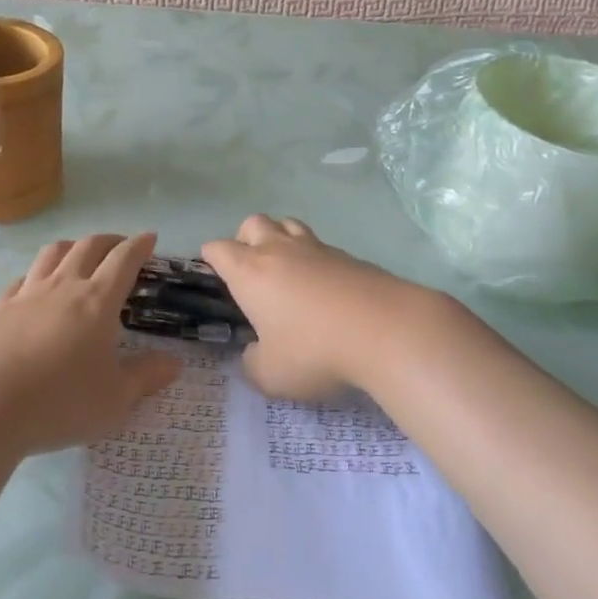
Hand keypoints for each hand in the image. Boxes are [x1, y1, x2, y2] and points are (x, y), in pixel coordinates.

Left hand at [0, 233, 180, 456]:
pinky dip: (38, 274)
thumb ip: (145, 377)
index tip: (150, 238)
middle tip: (120, 246)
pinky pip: (23, 278)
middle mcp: (63, 286)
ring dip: (73, 246)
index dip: (140, 245)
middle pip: (88, 246)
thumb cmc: (60, 402)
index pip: (124, 259)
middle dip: (109, 240)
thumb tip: (174, 362)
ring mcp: (27, 294)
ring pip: (53, 253)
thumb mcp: (114, 399)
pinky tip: (36, 287)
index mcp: (97, 301)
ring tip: (80, 254)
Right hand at [201, 215, 465, 400]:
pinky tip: (325, 287)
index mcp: (249, 272)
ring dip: (281, 239)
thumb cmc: (315, 351)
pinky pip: (321, 246)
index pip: (218, 248)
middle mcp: (278, 251)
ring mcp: (316, 249)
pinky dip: (315, 258)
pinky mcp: (349, 256)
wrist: (386, 330)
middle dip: (245, 239)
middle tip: (251, 270)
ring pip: (289, 224)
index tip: (214, 275)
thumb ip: (252, 364)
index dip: (211, 258)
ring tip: (287, 269)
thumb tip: (253, 354)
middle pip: (253, 223)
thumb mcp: (271, 375)